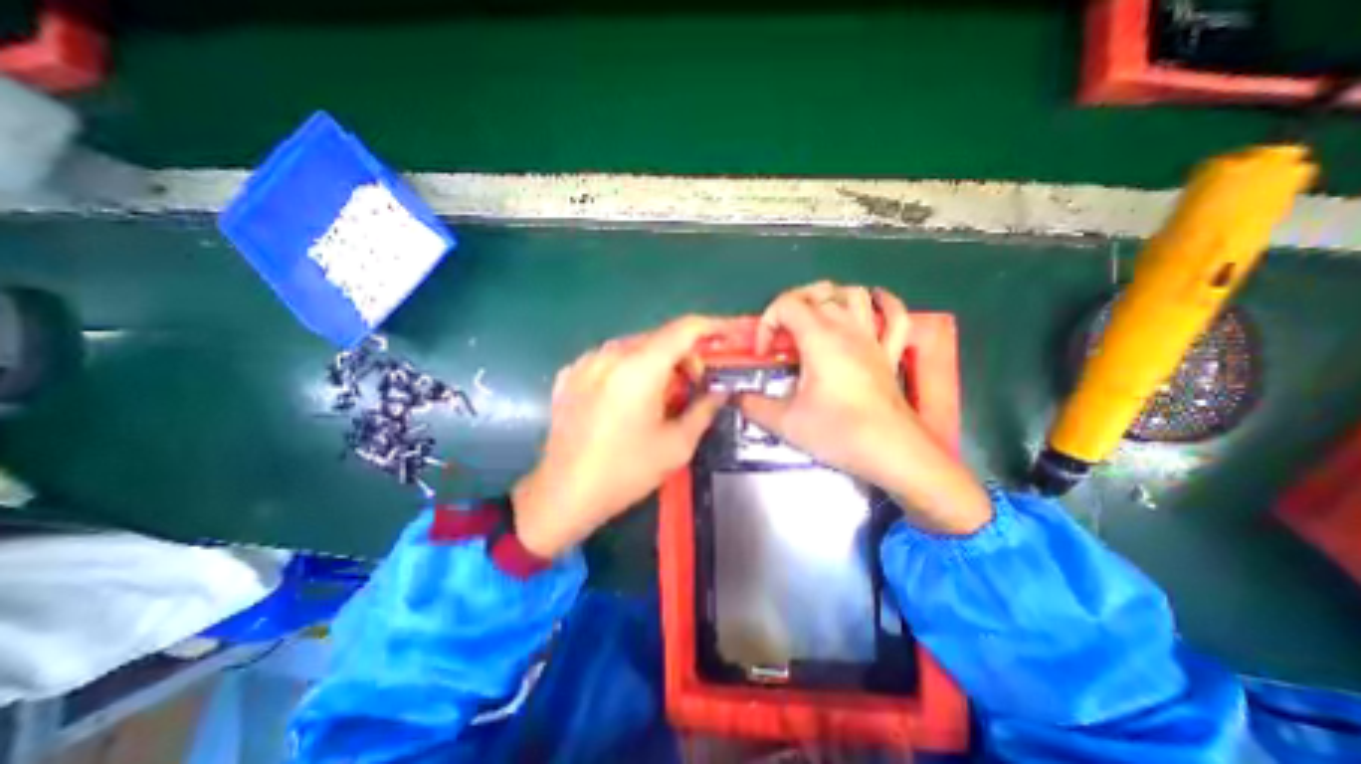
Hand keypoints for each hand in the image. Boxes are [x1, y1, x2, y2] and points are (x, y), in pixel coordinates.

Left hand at [509, 314, 729, 556]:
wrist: (564, 494)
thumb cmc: (625, 472)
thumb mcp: (677, 445)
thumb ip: (704, 410)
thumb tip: (720, 391)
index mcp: (639, 369)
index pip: (684, 329)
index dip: (712, 327)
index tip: (728, 336)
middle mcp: (610, 355)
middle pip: (660, 337)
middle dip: (684, 356)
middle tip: (694, 386)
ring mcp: (585, 362)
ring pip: (635, 347)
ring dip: (657, 363)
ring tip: (661, 396)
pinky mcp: (570, 375)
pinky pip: (610, 359)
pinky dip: (630, 369)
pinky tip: (628, 398)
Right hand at [733, 282, 991, 537]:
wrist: (893, 452)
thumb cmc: (838, 432)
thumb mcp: (786, 422)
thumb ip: (753, 405)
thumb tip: (733, 397)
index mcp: (820, 339)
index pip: (787, 305)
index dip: (767, 322)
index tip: (765, 353)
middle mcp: (847, 329)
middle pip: (820, 292)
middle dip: (793, 303)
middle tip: (782, 330)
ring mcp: (873, 339)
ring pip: (856, 295)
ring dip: (832, 297)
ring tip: (816, 315)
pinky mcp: (890, 354)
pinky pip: (895, 317)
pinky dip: (885, 304)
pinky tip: (873, 303)